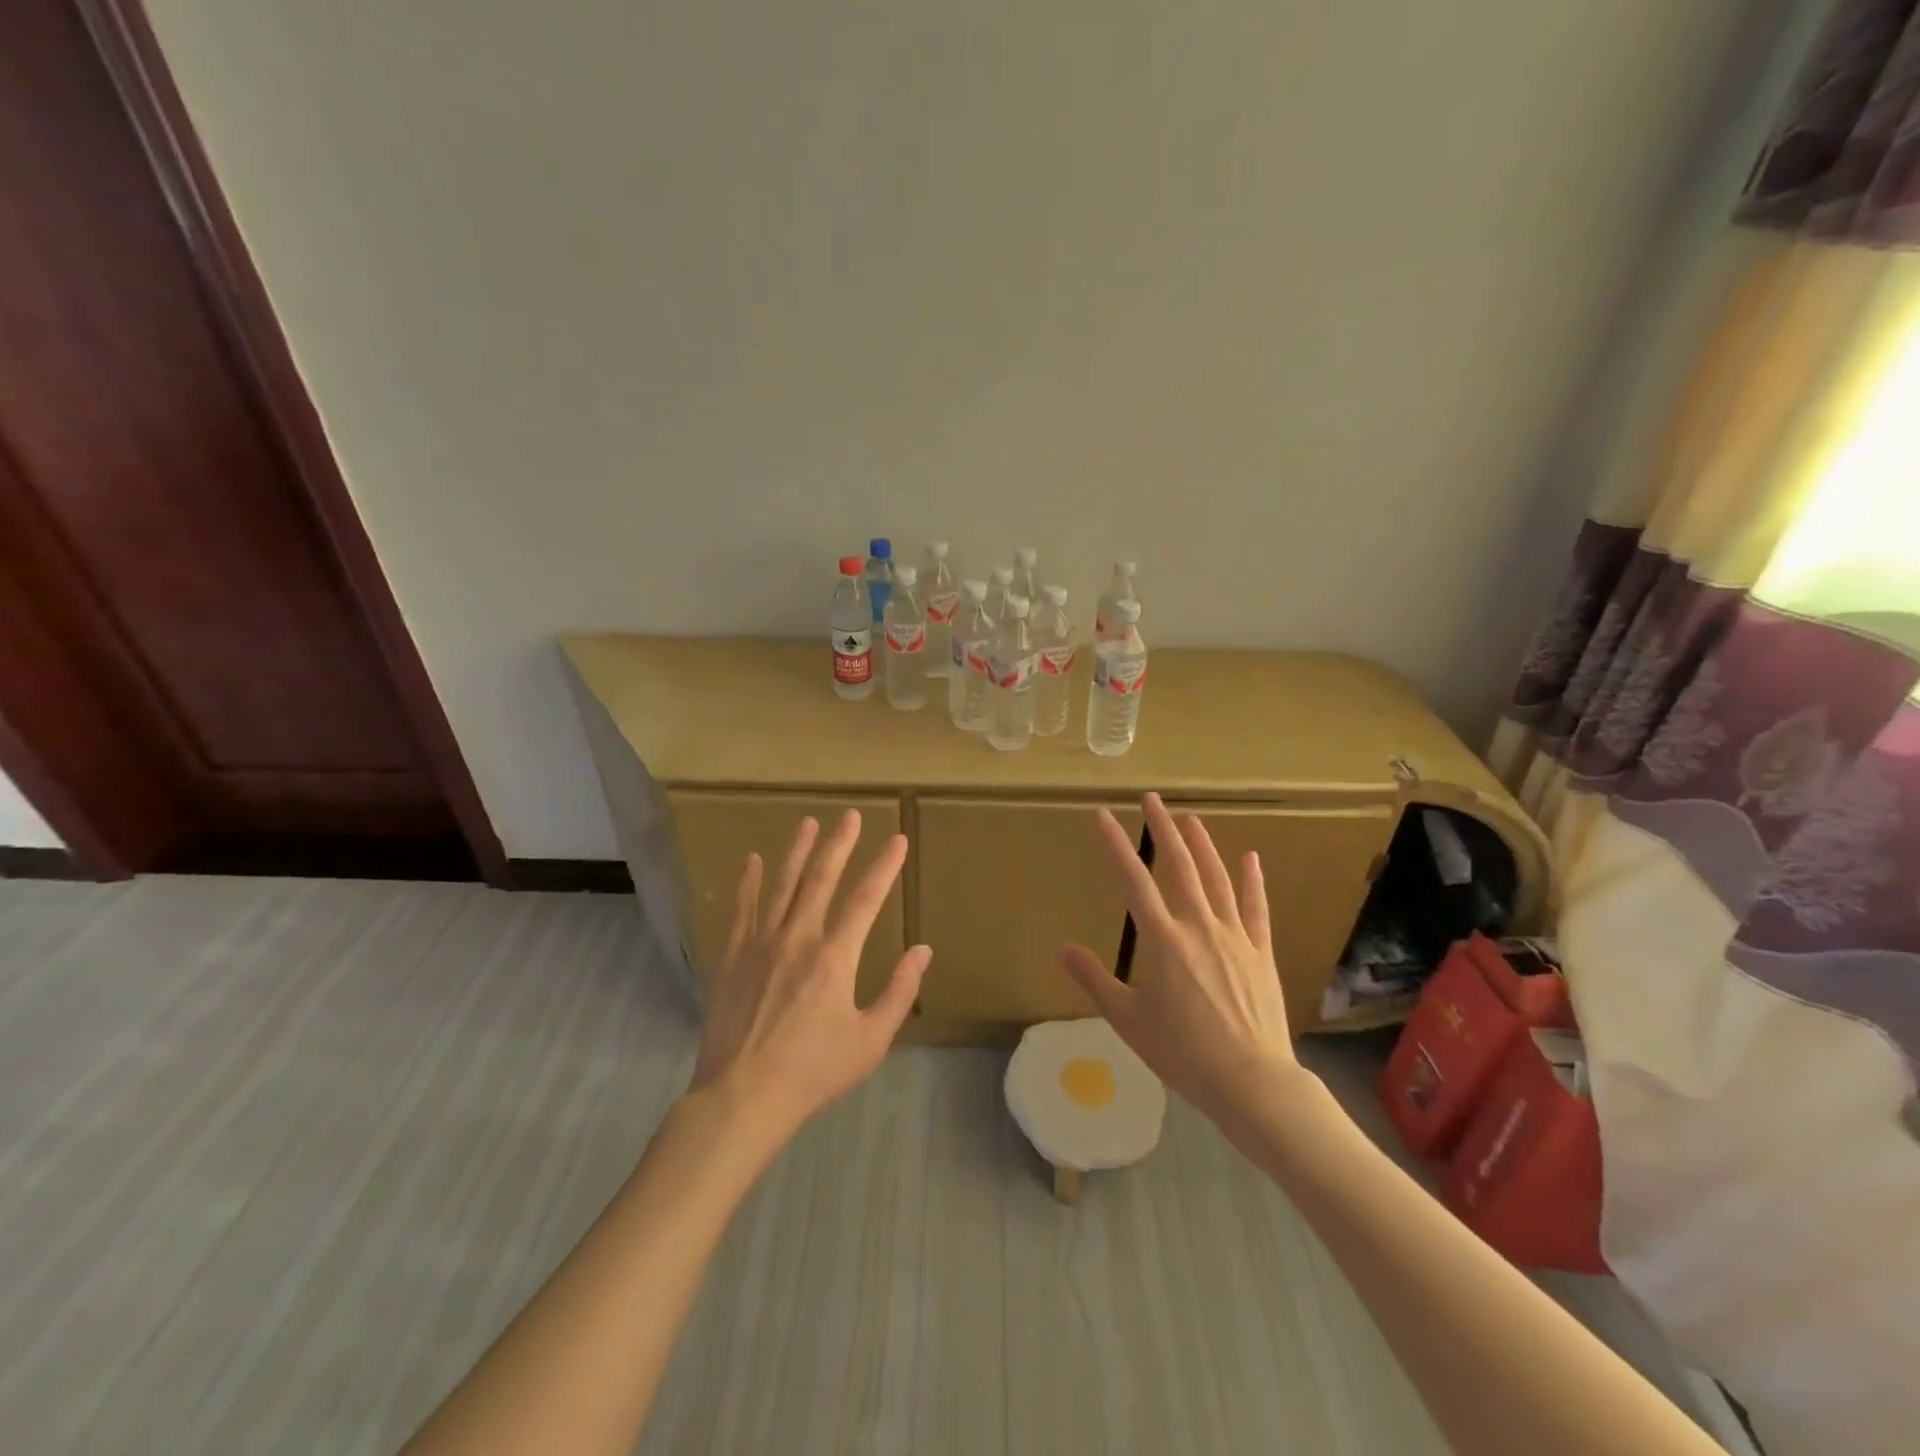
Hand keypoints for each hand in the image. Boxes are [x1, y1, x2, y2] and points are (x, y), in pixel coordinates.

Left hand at [691, 811, 930, 1141]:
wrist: (743, 1097)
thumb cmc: (814, 1071)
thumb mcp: (870, 1041)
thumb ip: (898, 992)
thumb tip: (922, 951)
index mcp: (835, 957)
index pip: (867, 899)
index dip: (884, 867)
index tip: (898, 841)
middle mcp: (799, 938)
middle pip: (821, 880)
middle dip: (840, 845)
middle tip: (850, 816)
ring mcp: (761, 944)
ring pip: (782, 886)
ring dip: (797, 852)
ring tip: (808, 822)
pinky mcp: (733, 957)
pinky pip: (743, 910)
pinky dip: (749, 883)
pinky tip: (753, 860)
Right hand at [1060, 793, 1306, 1133]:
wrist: (1251, 1081)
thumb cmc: (1182, 1052)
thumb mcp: (1127, 1020)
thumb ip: (1095, 980)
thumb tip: (1064, 949)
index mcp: (1162, 940)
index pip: (1133, 880)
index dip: (1116, 845)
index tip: (1103, 815)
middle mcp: (1198, 926)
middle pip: (1179, 866)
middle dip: (1163, 829)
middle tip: (1152, 799)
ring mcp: (1234, 936)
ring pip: (1216, 878)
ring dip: (1202, 845)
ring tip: (1190, 818)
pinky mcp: (1260, 951)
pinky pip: (1256, 908)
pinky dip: (1252, 880)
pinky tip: (1249, 857)